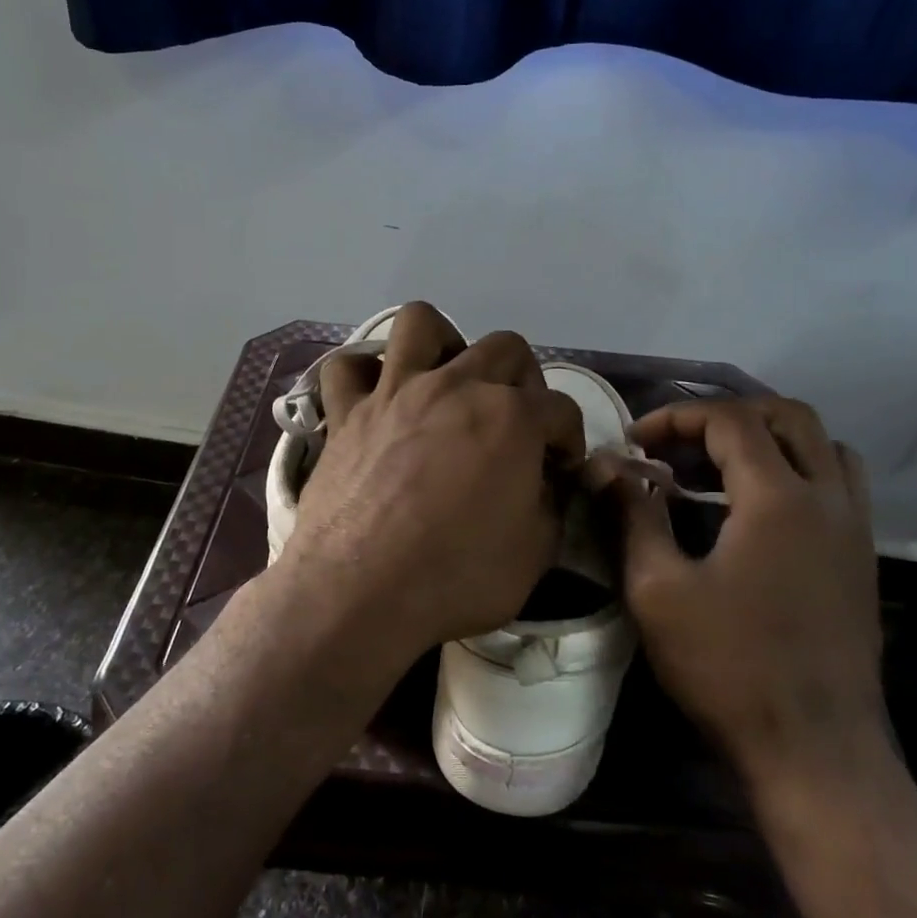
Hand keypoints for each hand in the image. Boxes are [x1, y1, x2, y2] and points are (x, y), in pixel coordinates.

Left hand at [274, 304, 585, 673]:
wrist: (359, 594)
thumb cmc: (456, 577)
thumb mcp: (535, 553)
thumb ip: (549, 505)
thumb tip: (542, 483)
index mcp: (511, 416)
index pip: (561, 409)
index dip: (569, 438)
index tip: (560, 467)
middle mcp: (456, 385)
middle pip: (505, 348)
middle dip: (524, 381)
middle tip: (516, 422)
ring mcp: (395, 392)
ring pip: (420, 324)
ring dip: (443, 344)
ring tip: (447, 380)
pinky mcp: (347, 413)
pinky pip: (347, 368)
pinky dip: (364, 375)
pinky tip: (378, 398)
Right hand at [613, 395, 888, 807]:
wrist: (814, 750)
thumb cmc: (728, 667)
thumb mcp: (658, 590)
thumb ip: (631, 515)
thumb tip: (604, 466)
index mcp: (779, 498)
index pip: (730, 420)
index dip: (676, 418)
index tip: (634, 441)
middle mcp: (828, 497)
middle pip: (786, 416)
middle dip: (726, 416)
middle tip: (678, 445)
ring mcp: (855, 528)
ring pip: (822, 444)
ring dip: (769, 438)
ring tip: (719, 467)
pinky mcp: (862, 558)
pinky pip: (839, 482)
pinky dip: (798, 469)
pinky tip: (758, 508)